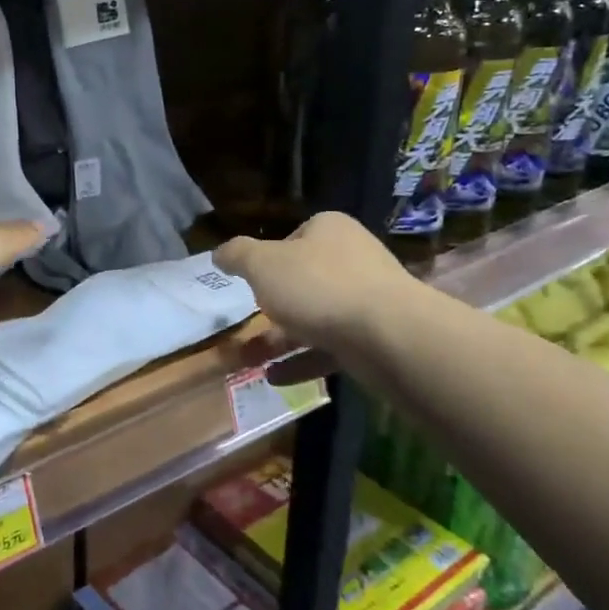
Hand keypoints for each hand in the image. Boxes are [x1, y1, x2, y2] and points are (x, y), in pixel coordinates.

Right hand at [213, 211, 415, 371]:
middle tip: (246, 324)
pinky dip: (301, 362)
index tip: (251, 282)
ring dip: (280, 339)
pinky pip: (330, 348)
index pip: (293, 237)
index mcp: (329, 230)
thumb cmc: (318, 286)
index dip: (269, 259)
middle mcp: (352, 259)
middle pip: (304, 279)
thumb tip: (219, 253)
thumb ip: (237, 255)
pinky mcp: (375, 338)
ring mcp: (367, 300)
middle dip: (272, 306)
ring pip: (315, 317)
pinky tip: (274, 378)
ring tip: (247, 360)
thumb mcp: (263, 264)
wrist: (389, 334)